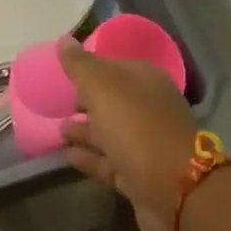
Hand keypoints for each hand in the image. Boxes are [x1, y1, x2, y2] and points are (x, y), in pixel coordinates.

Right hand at [59, 41, 196, 230]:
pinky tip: (66, 154)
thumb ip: (81, 65)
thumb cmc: (137, 129)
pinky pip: (108, 161)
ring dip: (84, 130)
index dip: (89, 68)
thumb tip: (64, 39)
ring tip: (57, 130)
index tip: (63, 74)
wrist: (174, 191)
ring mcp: (147, 144)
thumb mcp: (103, 89)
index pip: (115, 67)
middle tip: (56, 102)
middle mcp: (150, 109)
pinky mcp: (140, 175)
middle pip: (113, 101)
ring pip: (110, 132)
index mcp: (147, 82)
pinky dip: (89, 157)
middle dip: (86, 101)